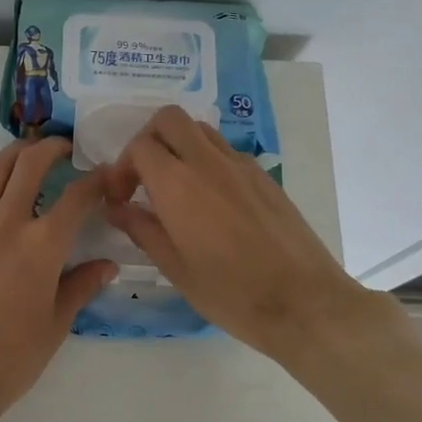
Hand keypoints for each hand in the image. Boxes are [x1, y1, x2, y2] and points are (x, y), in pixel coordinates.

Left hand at [0, 138, 118, 421]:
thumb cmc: (9, 360)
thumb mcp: (56, 326)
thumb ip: (81, 286)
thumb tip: (107, 265)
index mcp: (42, 246)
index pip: (77, 197)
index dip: (97, 181)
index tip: (106, 175)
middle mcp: (6, 225)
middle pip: (29, 166)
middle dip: (50, 148)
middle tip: (63, 148)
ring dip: (12, 154)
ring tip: (26, 151)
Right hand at [101, 106, 402, 365]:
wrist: (304, 302)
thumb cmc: (231, 293)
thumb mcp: (175, 268)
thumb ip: (141, 229)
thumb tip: (117, 208)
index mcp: (178, 184)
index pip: (139, 146)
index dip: (121, 168)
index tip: (121, 199)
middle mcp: (208, 162)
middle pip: (169, 119)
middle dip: (148, 140)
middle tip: (144, 178)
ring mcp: (241, 165)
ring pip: (199, 130)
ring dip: (179, 146)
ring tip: (176, 187)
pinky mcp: (264, 176)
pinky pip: (225, 151)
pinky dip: (206, 160)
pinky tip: (210, 202)